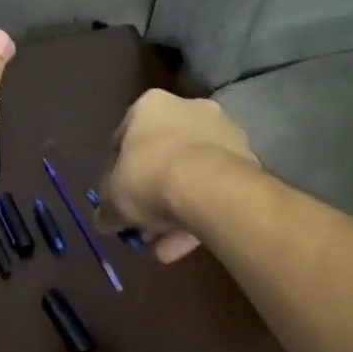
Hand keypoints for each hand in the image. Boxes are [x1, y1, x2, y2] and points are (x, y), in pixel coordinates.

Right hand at [101, 89, 259, 263]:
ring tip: (165, 246)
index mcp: (150, 105)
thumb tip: (104, 220)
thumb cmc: (149, 178)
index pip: (125, 137)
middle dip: (152, 192)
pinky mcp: (248, 159)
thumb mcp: (112, 198)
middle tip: (143, 223)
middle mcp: (189, 108)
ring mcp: (223, 132)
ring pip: (192, 174)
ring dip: (177, 209)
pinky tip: (187, 245)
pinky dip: (201, 213)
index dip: (117, 171)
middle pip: (162, 155)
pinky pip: (215, 188)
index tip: (116, 196)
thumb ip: (106, 208)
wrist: (211, 188)